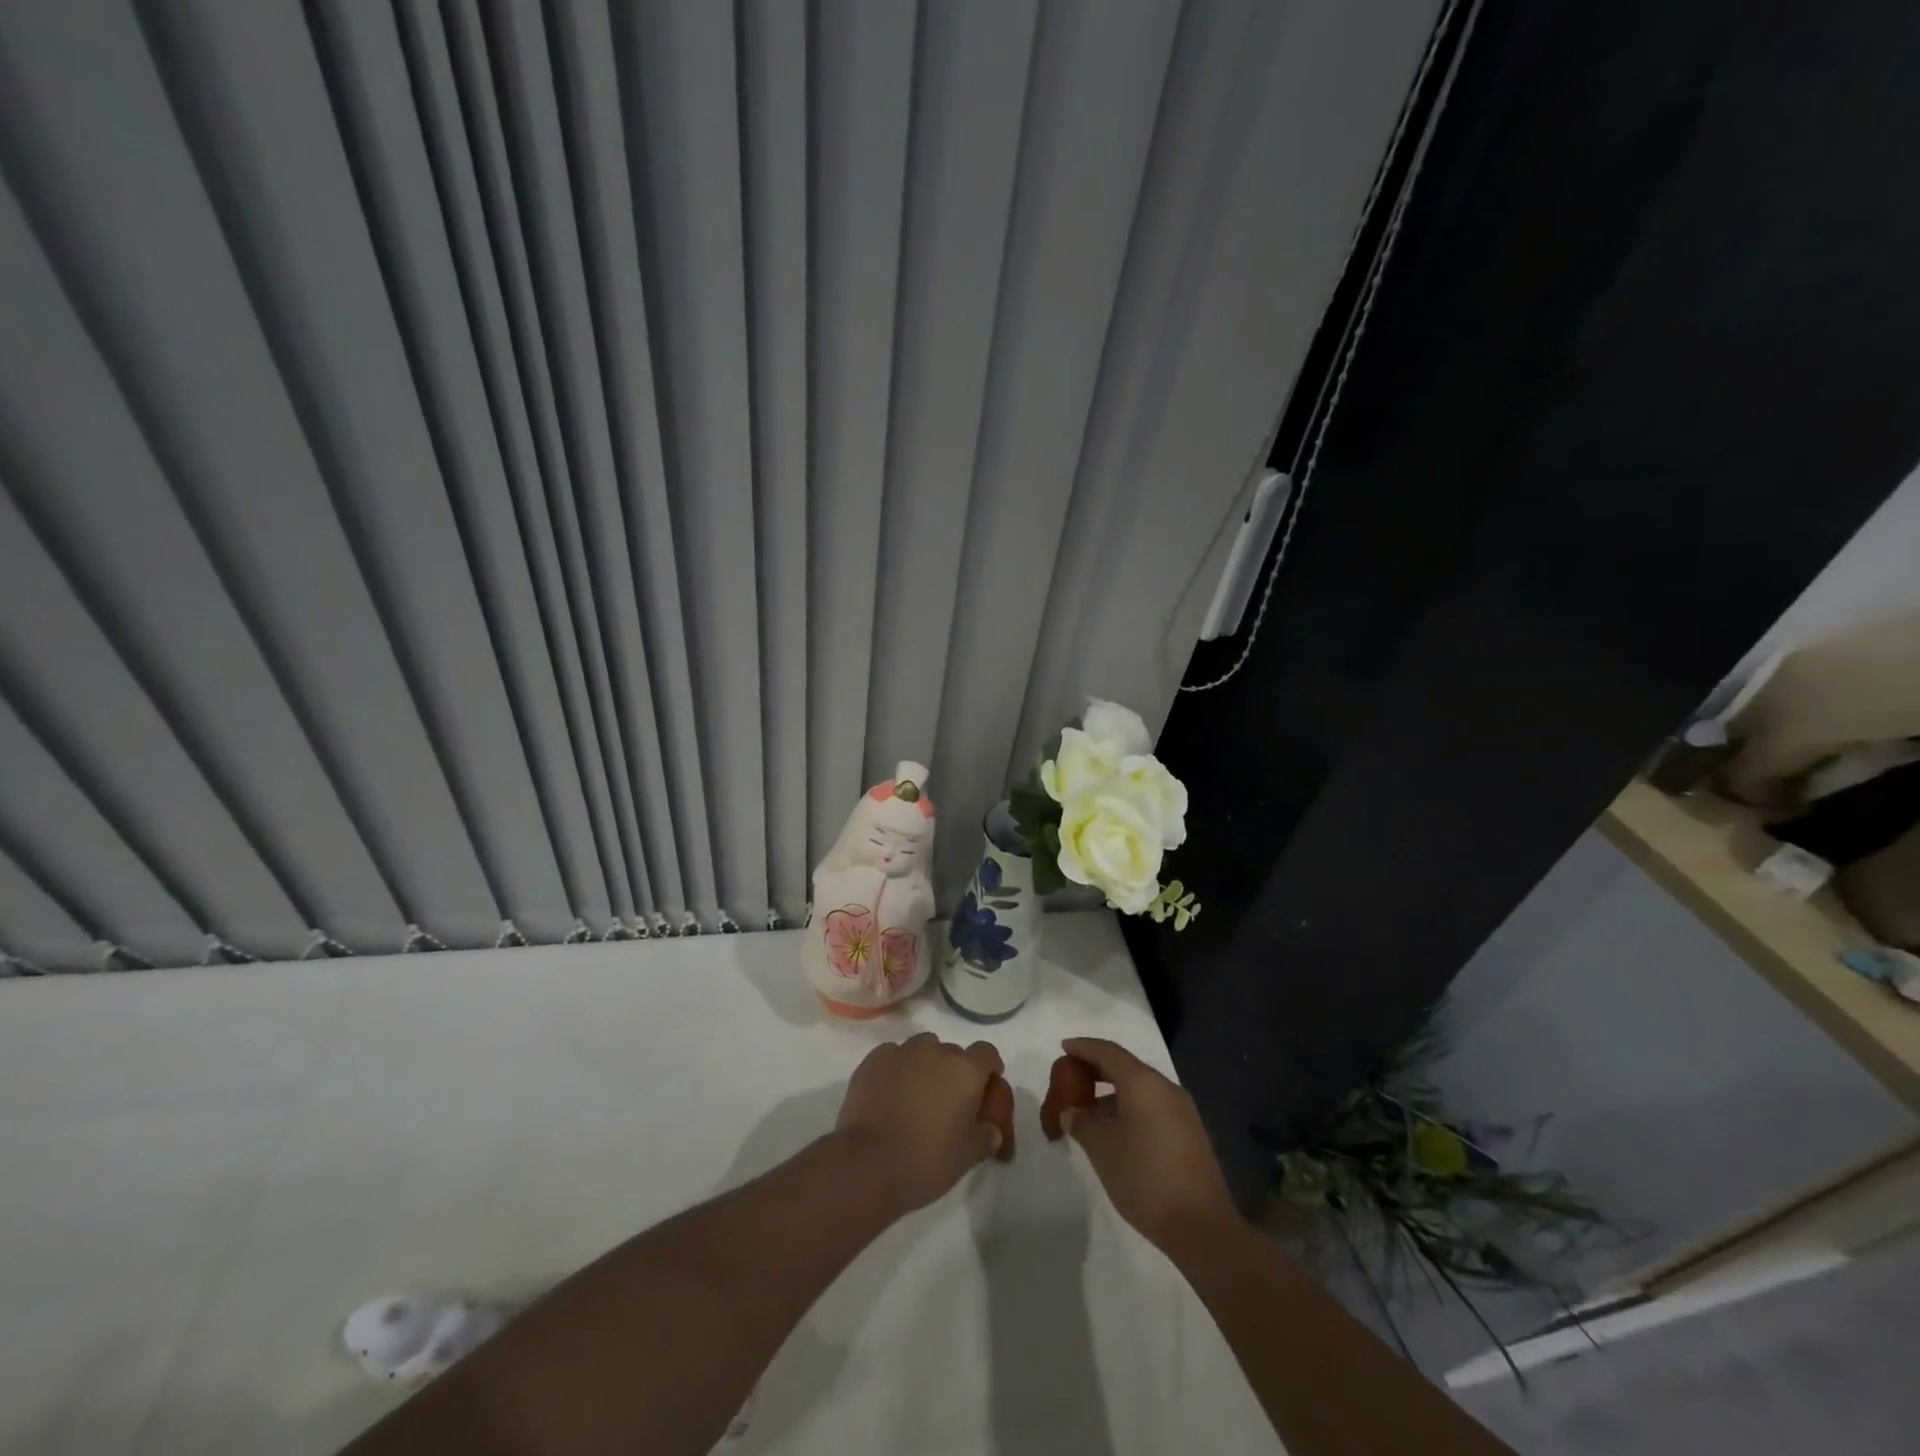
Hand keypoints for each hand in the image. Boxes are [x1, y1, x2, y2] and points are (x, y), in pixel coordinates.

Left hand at [836, 1033, 1004, 1211]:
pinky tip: (889, 1094)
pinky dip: (895, 1070)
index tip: (985, 1088)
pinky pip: (892, 1057)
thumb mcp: (968, 1156)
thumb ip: (986, 1136)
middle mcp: (935, 1051)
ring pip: (921, 1049)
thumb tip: (991, 1131)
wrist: (868, 1164)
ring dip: (924, 1066)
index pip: (987, 1053)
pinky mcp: (872, 1060)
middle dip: (954, 1072)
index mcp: (965, 1070)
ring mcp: (901, 1052)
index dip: (989, 1068)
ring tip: (916, 1096)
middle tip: (947, 1102)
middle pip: (952, 1052)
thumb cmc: (927, 1160)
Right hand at [1058, 1037, 1238, 1250]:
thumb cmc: (1144, 1178)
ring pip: (1140, 1090)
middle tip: (1071, 1078)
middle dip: (1096, 1070)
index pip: (1108, 1052)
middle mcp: (1165, 1088)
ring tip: (1087, 1112)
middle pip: (1125, 1068)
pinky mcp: (1190, 1135)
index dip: (1083, 1048)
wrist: (1201, 1227)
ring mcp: (1182, 1112)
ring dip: (1112, 1094)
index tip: (1064, 1047)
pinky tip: (1114, 1132)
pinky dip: (1129, 1110)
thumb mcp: (1102, 1149)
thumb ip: (1082, 1123)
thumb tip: (1072, 1112)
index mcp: (1144, 1083)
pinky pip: (1152, 1108)